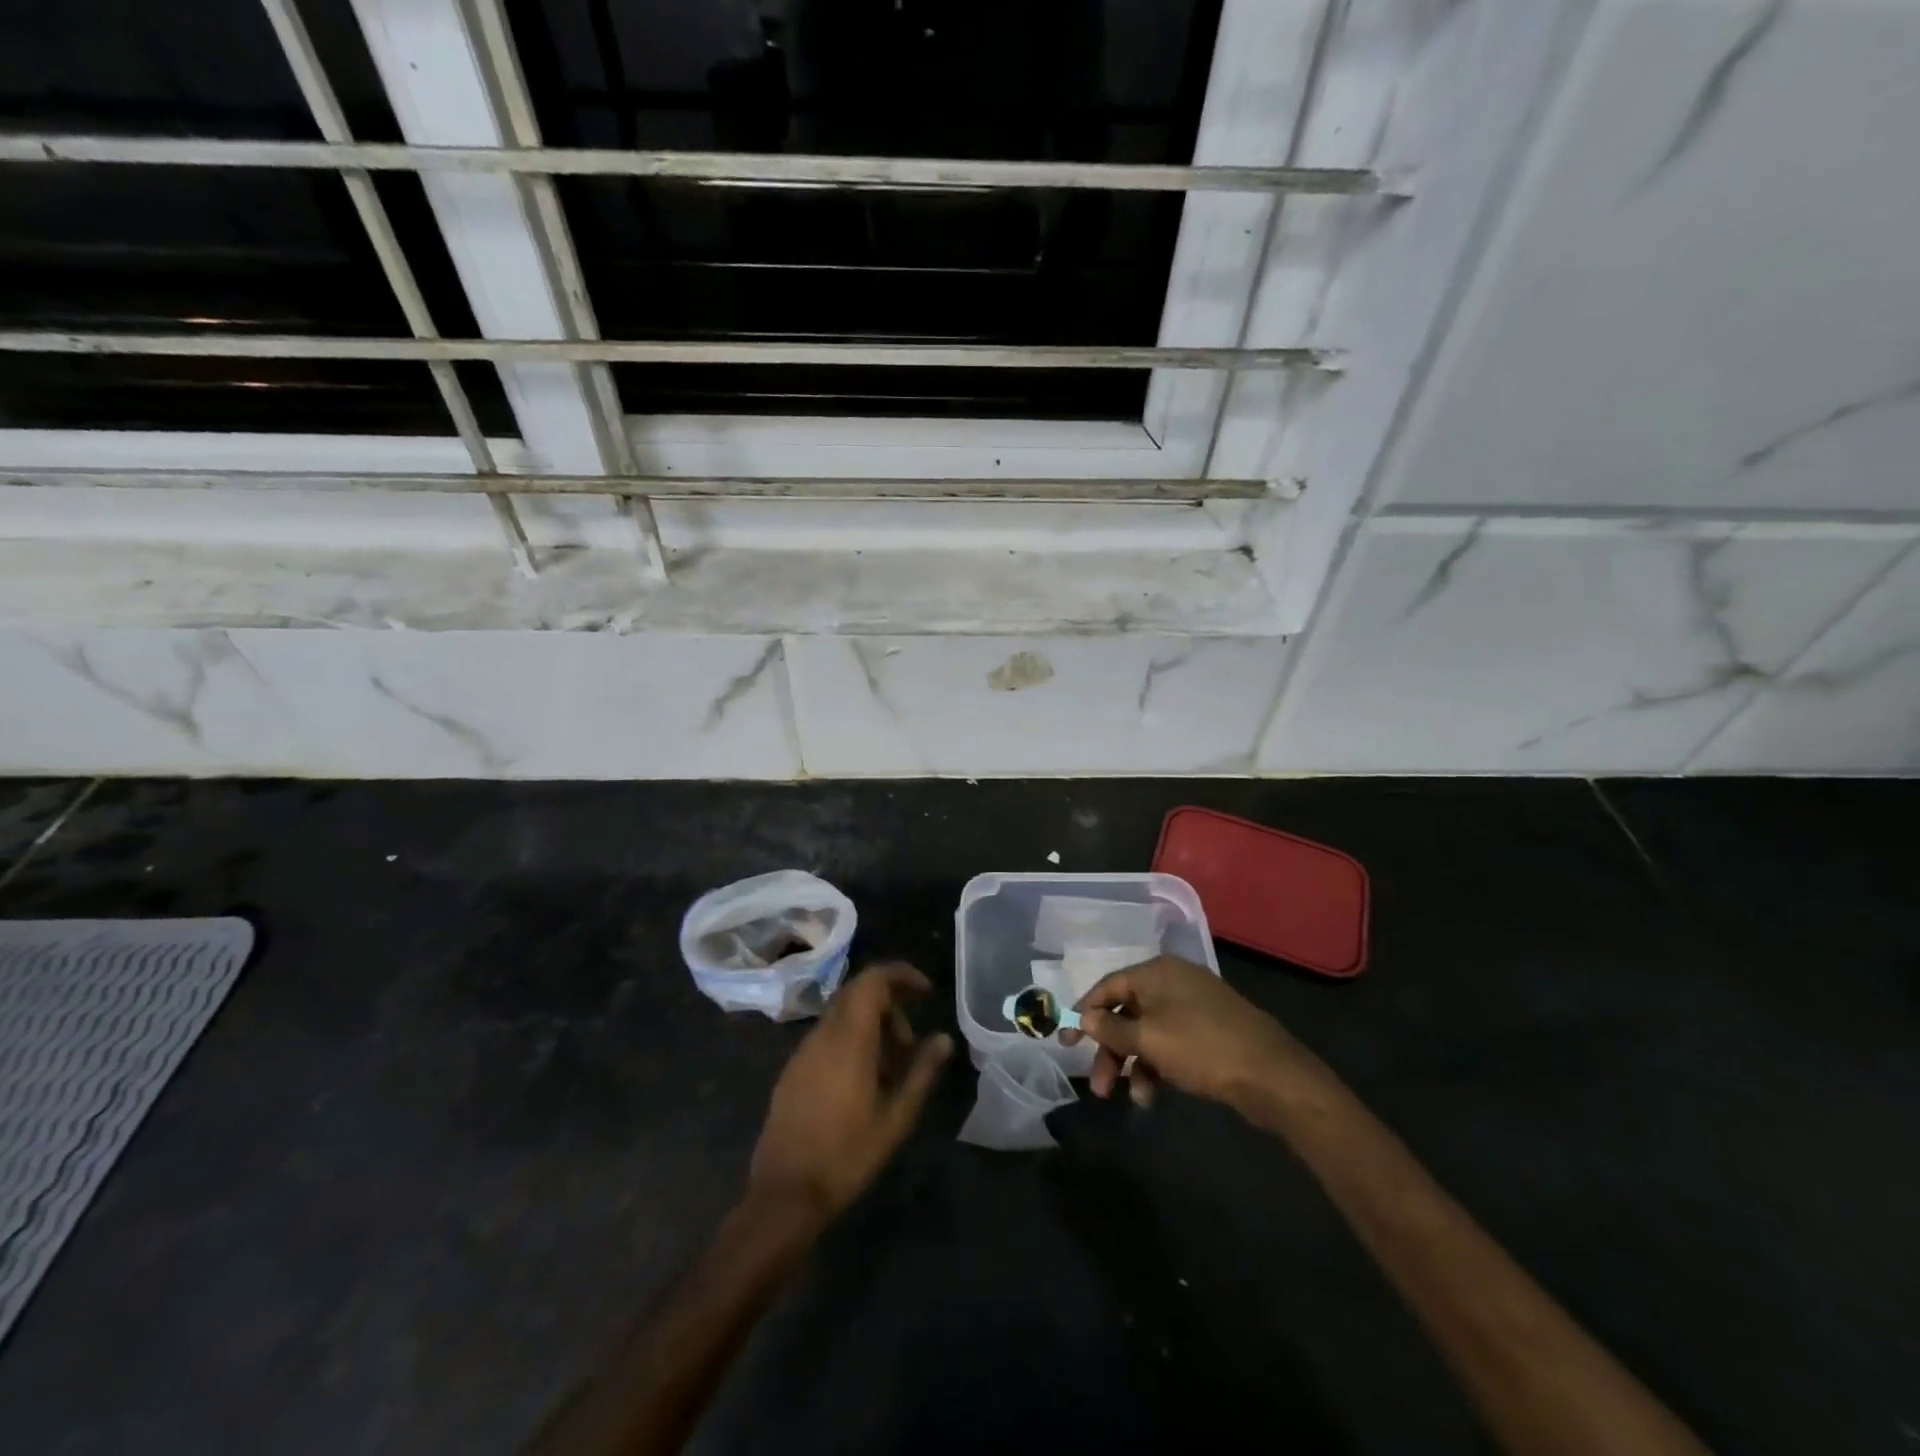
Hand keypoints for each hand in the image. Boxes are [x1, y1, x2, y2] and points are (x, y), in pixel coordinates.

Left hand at [747, 961, 952, 1222]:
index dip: (900, 975)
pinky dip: (851, 1041)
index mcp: (849, 1039)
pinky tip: (862, 1082)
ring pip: (842, 1015)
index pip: (872, 980)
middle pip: (857, 993)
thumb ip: (922, 1072)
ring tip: (891, 1069)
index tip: (925, 991)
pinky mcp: (792, 1070)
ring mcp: (803, 1051)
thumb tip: (944, 1038)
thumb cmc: (846, 1156)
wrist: (784, 1194)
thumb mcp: (895, 1118)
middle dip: (890, 1005)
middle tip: (911, 1044)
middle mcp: (822, 1035)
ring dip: (871, 1026)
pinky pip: (827, 1037)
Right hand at [1065, 954, 1303, 1111]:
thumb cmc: (1202, 1048)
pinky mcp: (1209, 1032)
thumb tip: (1084, 1017)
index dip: (1084, 1013)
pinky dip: (1157, 1066)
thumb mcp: (1149, 1039)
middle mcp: (1173, 982)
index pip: (1108, 986)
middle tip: (1098, 1086)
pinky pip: (1170, 1044)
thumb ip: (1112, 1028)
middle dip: (1110, 1050)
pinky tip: (1154, 1094)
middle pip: (1127, 1012)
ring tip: (1134, 1099)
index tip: (1065, 1041)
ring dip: (1134, 1064)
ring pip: (1148, 1032)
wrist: (1273, 1076)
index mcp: (1157, 972)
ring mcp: (1194, 1006)